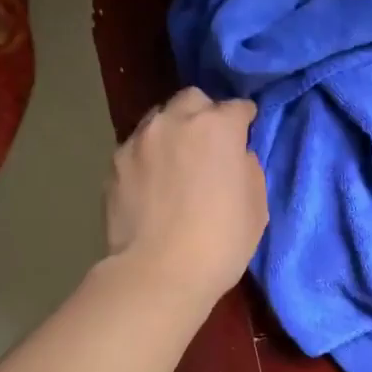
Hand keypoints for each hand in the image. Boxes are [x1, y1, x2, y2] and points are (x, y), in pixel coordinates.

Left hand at [105, 88, 266, 309]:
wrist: (159, 272)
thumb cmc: (221, 242)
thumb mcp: (256, 206)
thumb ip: (247, 168)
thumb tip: (236, 156)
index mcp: (218, 127)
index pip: (237, 107)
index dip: (245, 120)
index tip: (246, 133)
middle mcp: (175, 121)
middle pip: (193, 99)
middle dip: (204, 114)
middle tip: (210, 144)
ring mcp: (139, 140)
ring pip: (159, 118)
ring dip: (173, 131)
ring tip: (176, 160)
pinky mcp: (115, 163)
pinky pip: (137, 147)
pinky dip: (149, 156)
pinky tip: (152, 181)